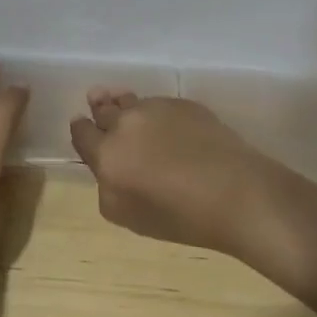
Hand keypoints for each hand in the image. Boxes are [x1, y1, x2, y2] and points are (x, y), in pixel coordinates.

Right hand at [69, 91, 285, 256]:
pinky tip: (169, 127)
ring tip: (130, 111)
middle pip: (103, 108)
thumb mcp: (126, 216)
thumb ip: (106, 187)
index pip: (81, 131)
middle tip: (99, 103)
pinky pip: (160, 104)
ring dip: (125, 105)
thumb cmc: (178, 215)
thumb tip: (108, 170)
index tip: (84, 128)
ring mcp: (157, 108)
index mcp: (106, 153)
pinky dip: (157, 113)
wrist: (235, 193)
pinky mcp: (185, 104)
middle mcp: (126, 123)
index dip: (81, 130)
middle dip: (99, 108)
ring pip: (131, 101)